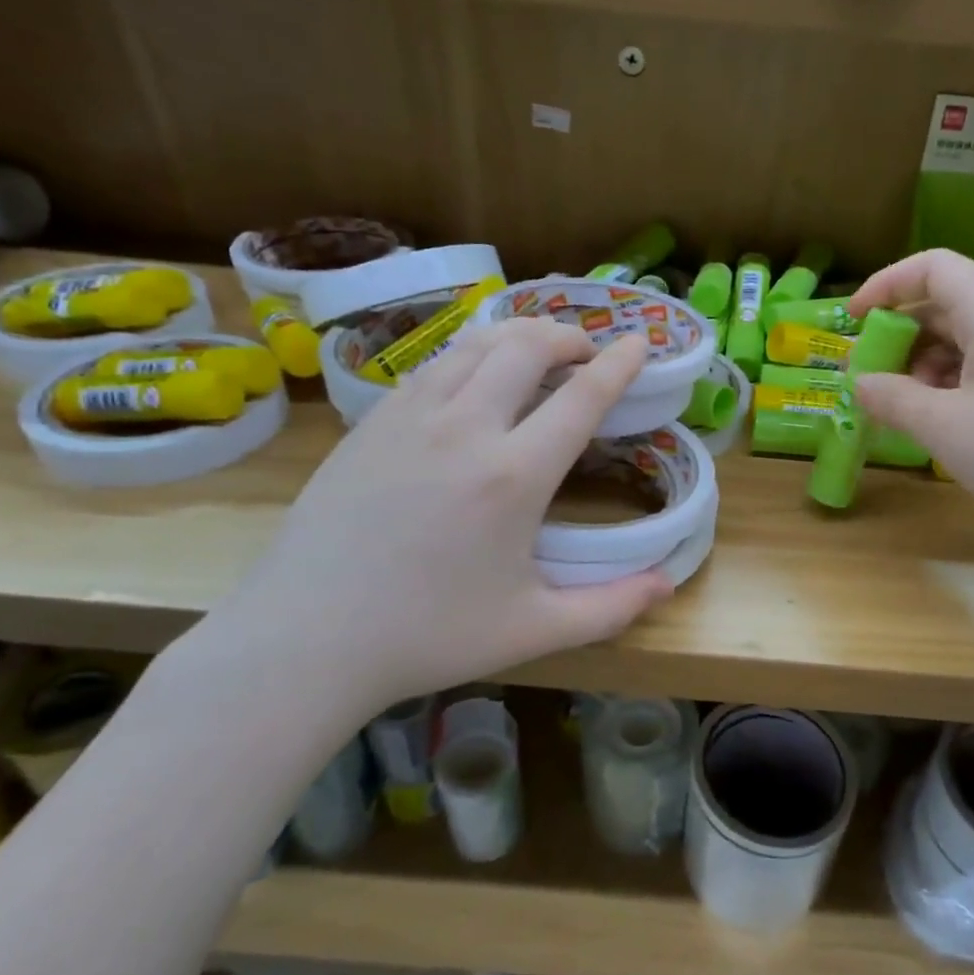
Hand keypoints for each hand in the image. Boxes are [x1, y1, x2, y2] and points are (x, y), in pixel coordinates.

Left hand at [206, 320, 670, 726]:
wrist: (306, 638)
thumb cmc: (427, 636)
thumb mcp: (533, 630)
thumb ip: (610, 607)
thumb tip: (668, 585)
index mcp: (513, 475)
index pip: (581, 397)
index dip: (619, 363)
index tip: (641, 341)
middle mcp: (465, 427)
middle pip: (526, 346)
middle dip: (568, 337)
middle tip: (588, 353)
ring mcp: (410, 417)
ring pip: (475, 344)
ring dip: (519, 336)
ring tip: (538, 352)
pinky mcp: (372, 422)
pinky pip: (433, 365)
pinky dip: (471, 355)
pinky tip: (475, 380)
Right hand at [848, 250, 973, 551]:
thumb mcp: (943, 427)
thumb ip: (892, 397)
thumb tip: (861, 384)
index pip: (932, 267)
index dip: (885, 285)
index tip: (854, 321)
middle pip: (949, 301)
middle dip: (903, 334)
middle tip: (874, 376)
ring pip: (970, 334)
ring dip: (928, 361)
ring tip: (909, 405)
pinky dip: (958, 378)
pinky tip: (948, 418)